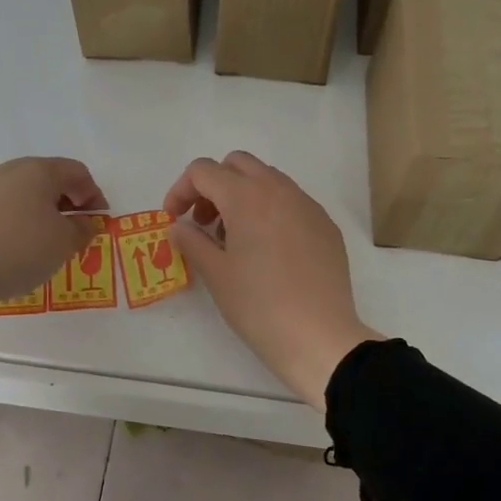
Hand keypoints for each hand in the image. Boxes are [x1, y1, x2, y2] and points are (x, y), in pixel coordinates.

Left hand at [0, 158, 104, 331]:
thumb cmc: (20, 250)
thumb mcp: (64, 244)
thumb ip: (81, 229)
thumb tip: (84, 221)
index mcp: (40, 172)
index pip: (76, 172)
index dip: (93, 194)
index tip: (98, 220)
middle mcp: (7, 171)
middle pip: (42, 175)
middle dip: (61, 197)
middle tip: (71, 226)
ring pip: (6, 182)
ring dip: (24, 199)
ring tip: (31, 227)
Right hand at [164, 151, 381, 410]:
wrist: (318, 336)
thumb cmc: (258, 305)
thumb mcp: (216, 274)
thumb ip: (191, 241)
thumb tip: (179, 226)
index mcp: (247, 196)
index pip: (203, 171)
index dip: (180, 190)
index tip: (175, 220)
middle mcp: (279, 190)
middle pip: (237, 164)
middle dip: (214, 185)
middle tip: (204, 222)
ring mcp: (308, 205)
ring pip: (268, 179)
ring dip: (243, 195)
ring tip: (235, 238)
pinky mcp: (325, 225)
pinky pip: (292, 201)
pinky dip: (271, 210)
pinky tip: (269, 250)